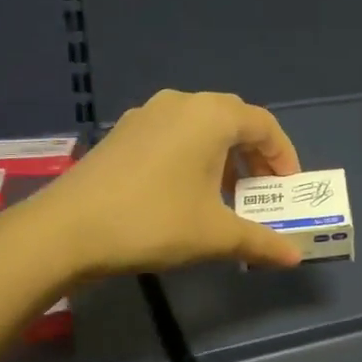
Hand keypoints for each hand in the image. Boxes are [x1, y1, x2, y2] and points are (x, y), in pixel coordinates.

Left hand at [24, 90, 304, 275]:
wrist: (67, 229)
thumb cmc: (154, 221)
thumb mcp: (215, 235)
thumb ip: (261, 242)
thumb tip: (295, 258)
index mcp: (211, 117)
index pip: (264, 125)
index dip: (284, 156)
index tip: (288, 189)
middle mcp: (182, 103)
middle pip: (233, 119)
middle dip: (254, 153)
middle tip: (261, 189)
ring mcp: (147, 114)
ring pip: (200, 125)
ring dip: (223, 153)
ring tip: (226, 192)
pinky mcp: (123, 132)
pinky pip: (173, 133)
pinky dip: (192, 153)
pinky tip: (185, 190)